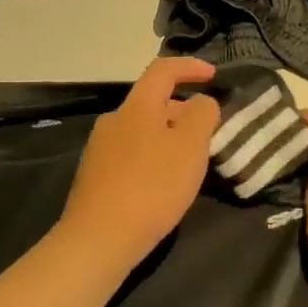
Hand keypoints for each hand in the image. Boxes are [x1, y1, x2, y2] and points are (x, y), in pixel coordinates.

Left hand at [55, 57, 220, 272]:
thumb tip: (201, 102)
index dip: (190, 67)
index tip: (213, 77)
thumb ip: (202, 115)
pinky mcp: (95, 176)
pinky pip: (131, 154)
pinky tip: (162, 185)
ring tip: (189, 162)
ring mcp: (100, 149)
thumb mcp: (191, 147)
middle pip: (153, 102)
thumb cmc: (152, 187)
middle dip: (183, 110)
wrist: (98, 239)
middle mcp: (114, 120)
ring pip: (142, 130)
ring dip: (168, 137)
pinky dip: (152, 157)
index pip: (163, 70)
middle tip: (208, 133)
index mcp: (137, 106)